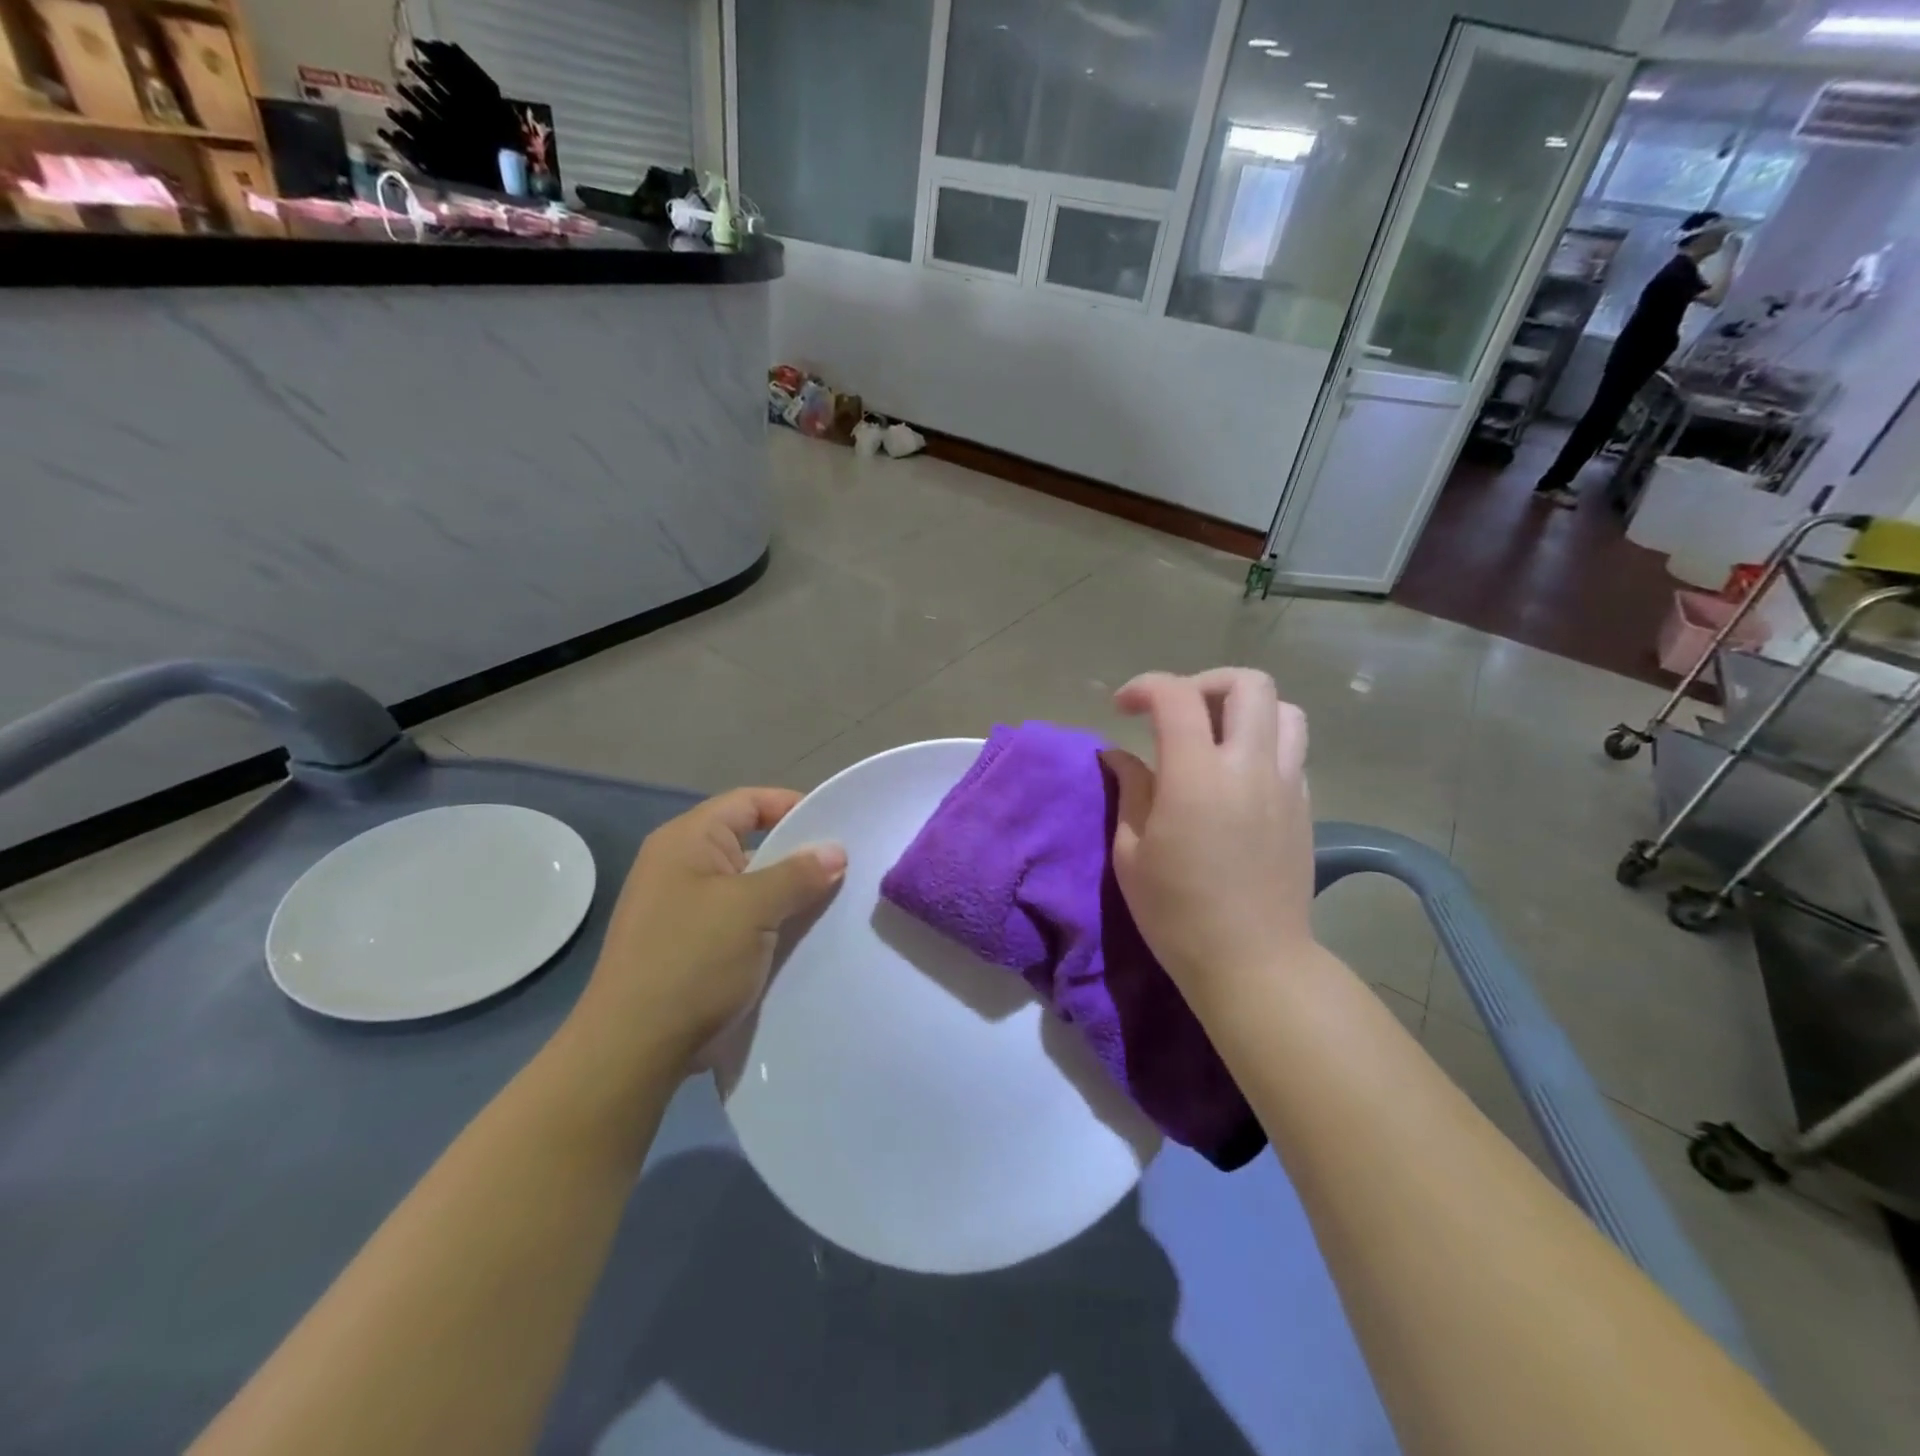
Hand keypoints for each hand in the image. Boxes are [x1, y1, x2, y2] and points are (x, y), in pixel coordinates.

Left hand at [571, 789, 845, 1066]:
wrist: (634, 1048)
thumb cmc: (692, 961)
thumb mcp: (752, 908)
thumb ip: (798, 874)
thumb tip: (835, 851)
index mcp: (687, 840)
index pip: (748, 803)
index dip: (793, 806)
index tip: (837, 828)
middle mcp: (680, 865)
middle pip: (750, 843)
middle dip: (797, 857)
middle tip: (845, 870)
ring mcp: (682, 908)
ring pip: (748, 886)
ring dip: (786, 895)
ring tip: (832, 905)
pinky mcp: (689, 945)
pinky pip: (739, 920)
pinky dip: (769, 925)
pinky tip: (801, 939)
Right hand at [1103, 670, 1313, 994]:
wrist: (1252, 962)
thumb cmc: (1176, 913)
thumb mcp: (1131, 853)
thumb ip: (1130, 790)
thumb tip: (1121, 755)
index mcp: (1196, 777)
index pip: (1176, 697)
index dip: (1145, 687)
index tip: (1122, 707)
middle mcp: (1249, 767)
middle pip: (1247, 684)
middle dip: (1203, 683)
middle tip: (1175, 712)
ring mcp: (1285, 784)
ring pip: (1284, 709)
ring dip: (1244, 708)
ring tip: (1214, 735)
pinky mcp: (1305, 805)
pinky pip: (1292, 749)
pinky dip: (1263, 742)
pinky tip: (1236, 775)